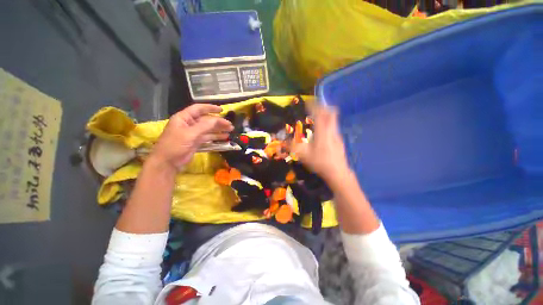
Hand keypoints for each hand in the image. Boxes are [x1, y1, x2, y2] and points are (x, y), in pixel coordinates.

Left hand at [151, 104, 232, 171]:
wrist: (167, 163)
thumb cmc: (175, 145)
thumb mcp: (190, 134)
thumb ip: (205, 126)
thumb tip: (218, 119)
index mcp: (184, 118)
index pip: (198, 109)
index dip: (210, 108)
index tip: (222, 110)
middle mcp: (189, 124)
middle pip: (206, 120)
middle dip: (218, 122)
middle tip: (230, 125)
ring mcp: (193, 133)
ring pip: (208, 129)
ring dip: (219, 129)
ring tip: (230, 130)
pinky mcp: (196, 142)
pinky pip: (208, 137)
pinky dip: (216, 137)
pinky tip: (224, 137)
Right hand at [291, 106, 350, 182]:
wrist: (338, 172)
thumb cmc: (320, 163)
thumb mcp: (304, 156)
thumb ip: (293, 147)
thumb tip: (284, 142)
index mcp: (322, 133)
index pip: (320, 114)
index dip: (314, 106)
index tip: (308, 102)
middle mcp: (332, 131)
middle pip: (330, 113)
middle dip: (322, 107)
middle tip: (314, 107)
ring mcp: (337, 135)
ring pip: (333, 120)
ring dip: (326, 115)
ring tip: (317, 117)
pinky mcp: (340, 140)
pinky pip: (334, 127)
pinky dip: (328, 123)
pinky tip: (322, 131)